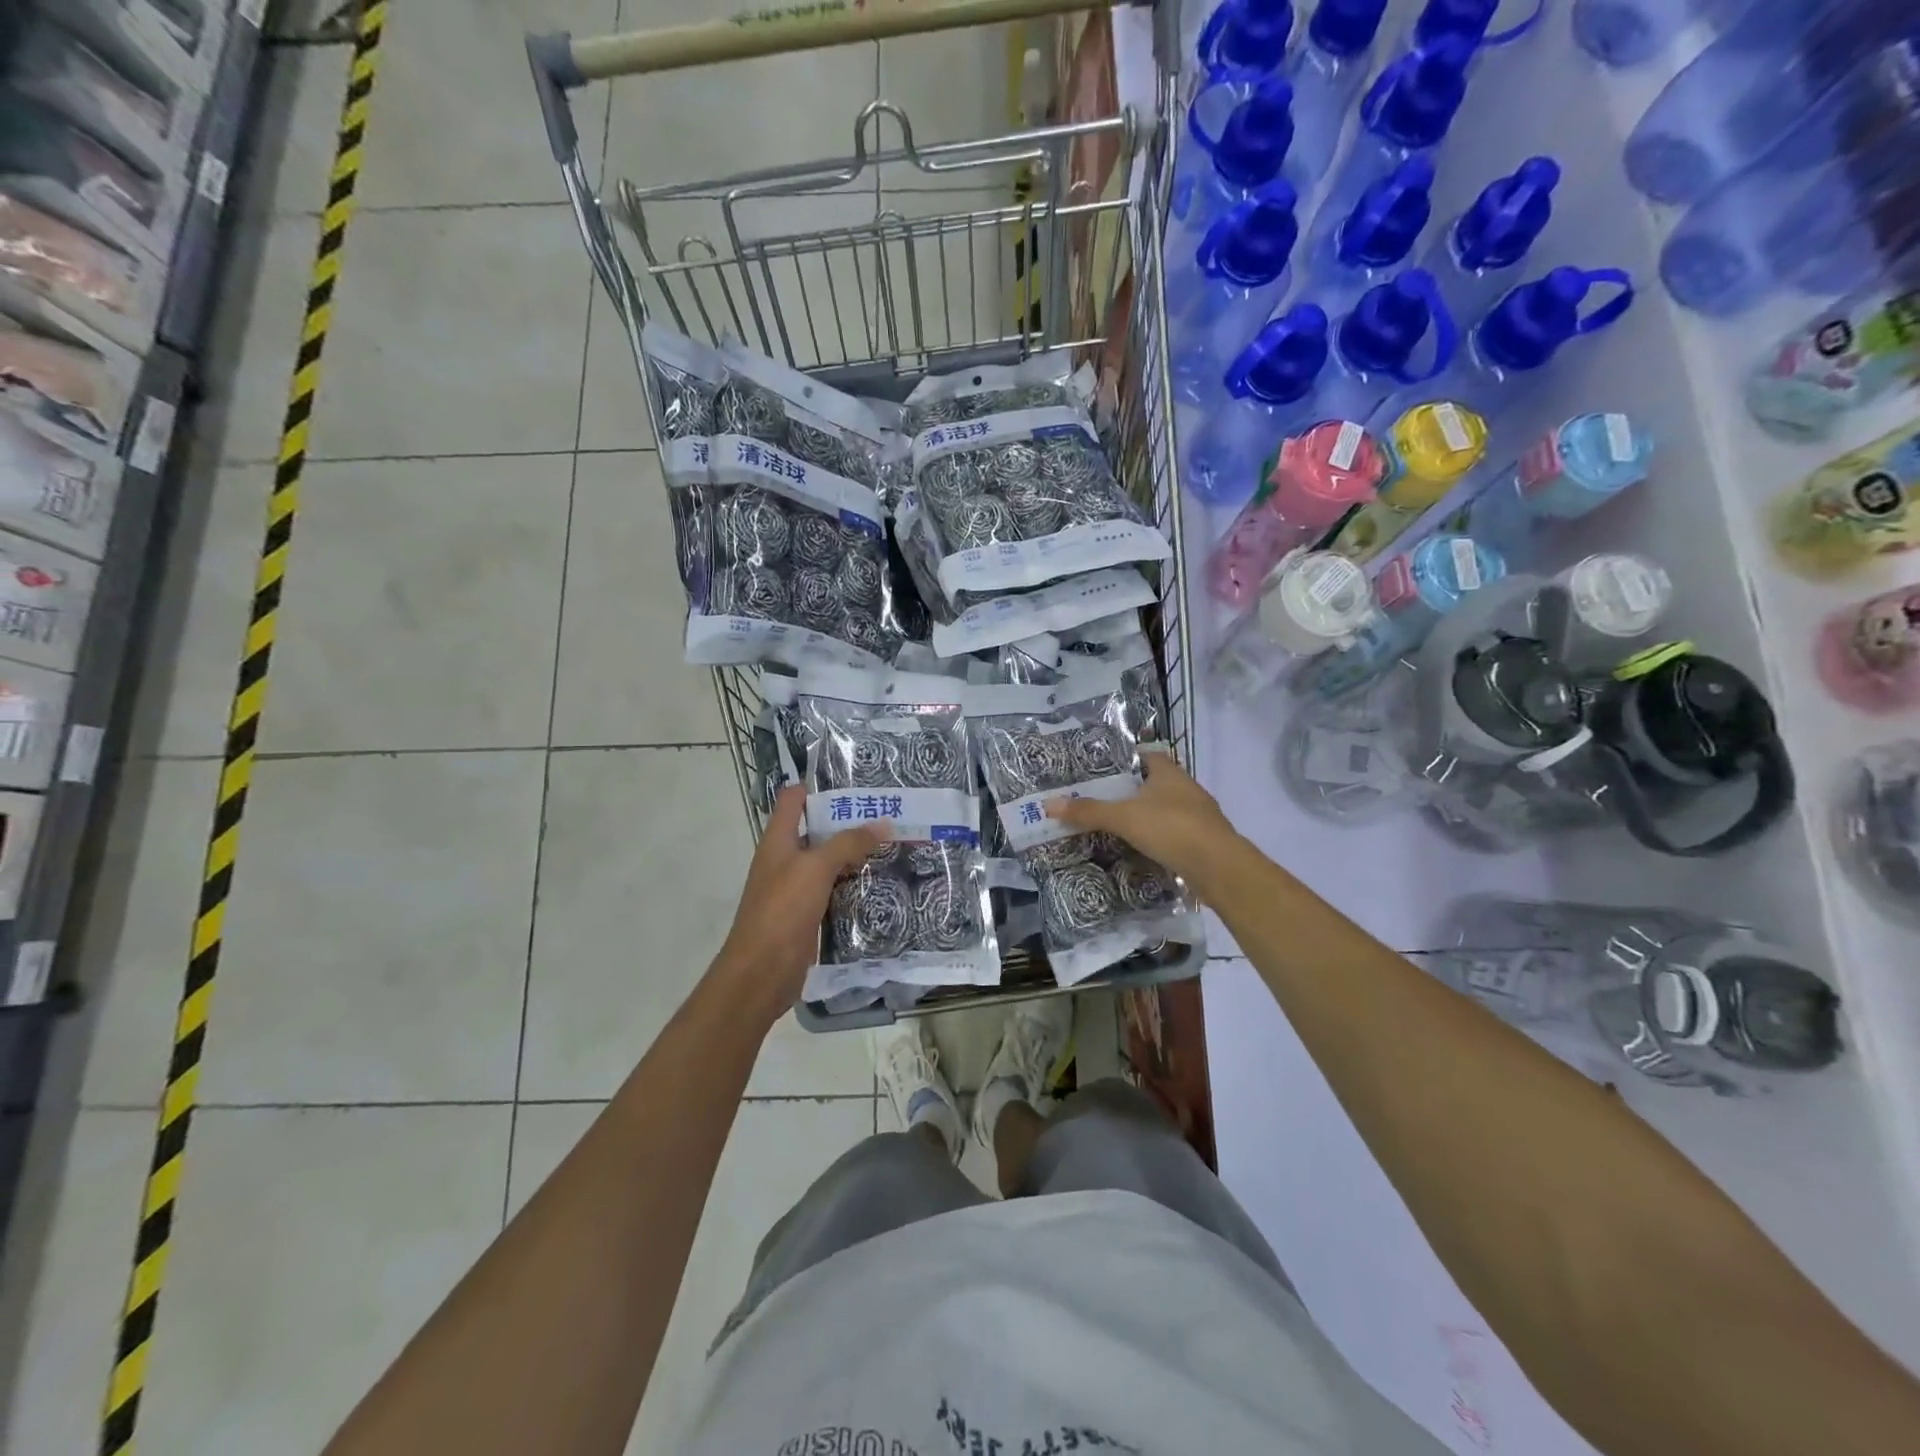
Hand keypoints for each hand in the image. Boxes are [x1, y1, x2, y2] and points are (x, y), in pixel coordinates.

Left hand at [708, 788, 887, 1029]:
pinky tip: (880, 883)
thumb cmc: (782, 910)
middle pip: (817, 830)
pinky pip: (834, 891)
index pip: (794, 799)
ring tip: (893, 844)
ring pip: (829, 862)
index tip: (855, 782)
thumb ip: (848, 843)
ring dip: (855, 855)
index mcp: (778, 840)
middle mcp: (785, 860)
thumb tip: (884, 823)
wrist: (761, 972)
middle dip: (848, 822)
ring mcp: (796, 889)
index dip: (818, 786)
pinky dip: (853, 885)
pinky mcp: (808, 915)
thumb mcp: (815, 868)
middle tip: (888, 814)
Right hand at [1046, 751, 1237, 883]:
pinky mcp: (1203, 840)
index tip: (1103, 771)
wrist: (1219, 867)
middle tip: (1102, 800)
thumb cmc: (1171, 828)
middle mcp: (1186, 787)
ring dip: (1146, 816)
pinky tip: (1142, 849)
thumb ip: (1088, 811)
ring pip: (1165, 809)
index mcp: (1169, 772)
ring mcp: (1199, 815)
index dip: (1127, 760)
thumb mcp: (1123, 818)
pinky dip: (1158, 838)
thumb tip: (1048, 804)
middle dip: (1132, 791)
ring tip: (1117, 826)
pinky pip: (1175, 832)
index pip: (1147, 755)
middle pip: (1155, 783)